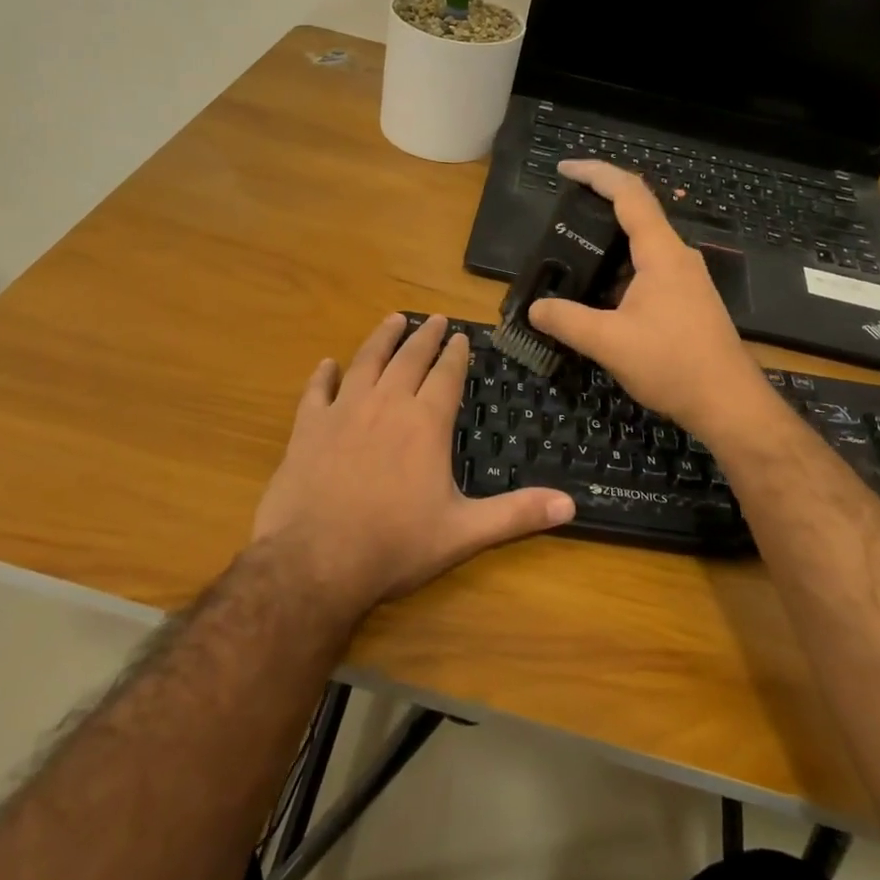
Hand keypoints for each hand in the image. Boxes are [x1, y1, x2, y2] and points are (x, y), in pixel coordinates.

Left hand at [251, 313, 574, 614]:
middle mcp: (386, 405)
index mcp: (425, 424)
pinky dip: (323, 374)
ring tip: (393, 320)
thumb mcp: (464, 532)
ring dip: (381, 339)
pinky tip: (327, 363)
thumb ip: (516, 514)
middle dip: (424, 337)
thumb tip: (571, 505)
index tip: (462, 336)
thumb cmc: (395, 545)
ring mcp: (343, 412)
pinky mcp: (308, 428)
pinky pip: (317, 391)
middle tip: (434, 318)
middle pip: (409, 359)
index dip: (456, 355)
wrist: (316, 560)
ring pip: (366, 362)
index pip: (446, 376)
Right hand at [528, 160, 770, 435]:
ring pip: (643, 247)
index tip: (564, 169)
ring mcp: (687, 279)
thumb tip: (535, 308)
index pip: (629, 194)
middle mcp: (678, 257)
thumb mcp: (609, 343)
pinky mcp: (688, 301)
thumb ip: (567, 321)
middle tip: (562, 217)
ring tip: (572, 257)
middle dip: (598, 207)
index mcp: (661, 253)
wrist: (728, 403)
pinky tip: (601, 295)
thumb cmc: (672, 364)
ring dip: (609, 246)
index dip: (596, 174)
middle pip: (638, 214)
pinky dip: (621, 271)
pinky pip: (650, 270)